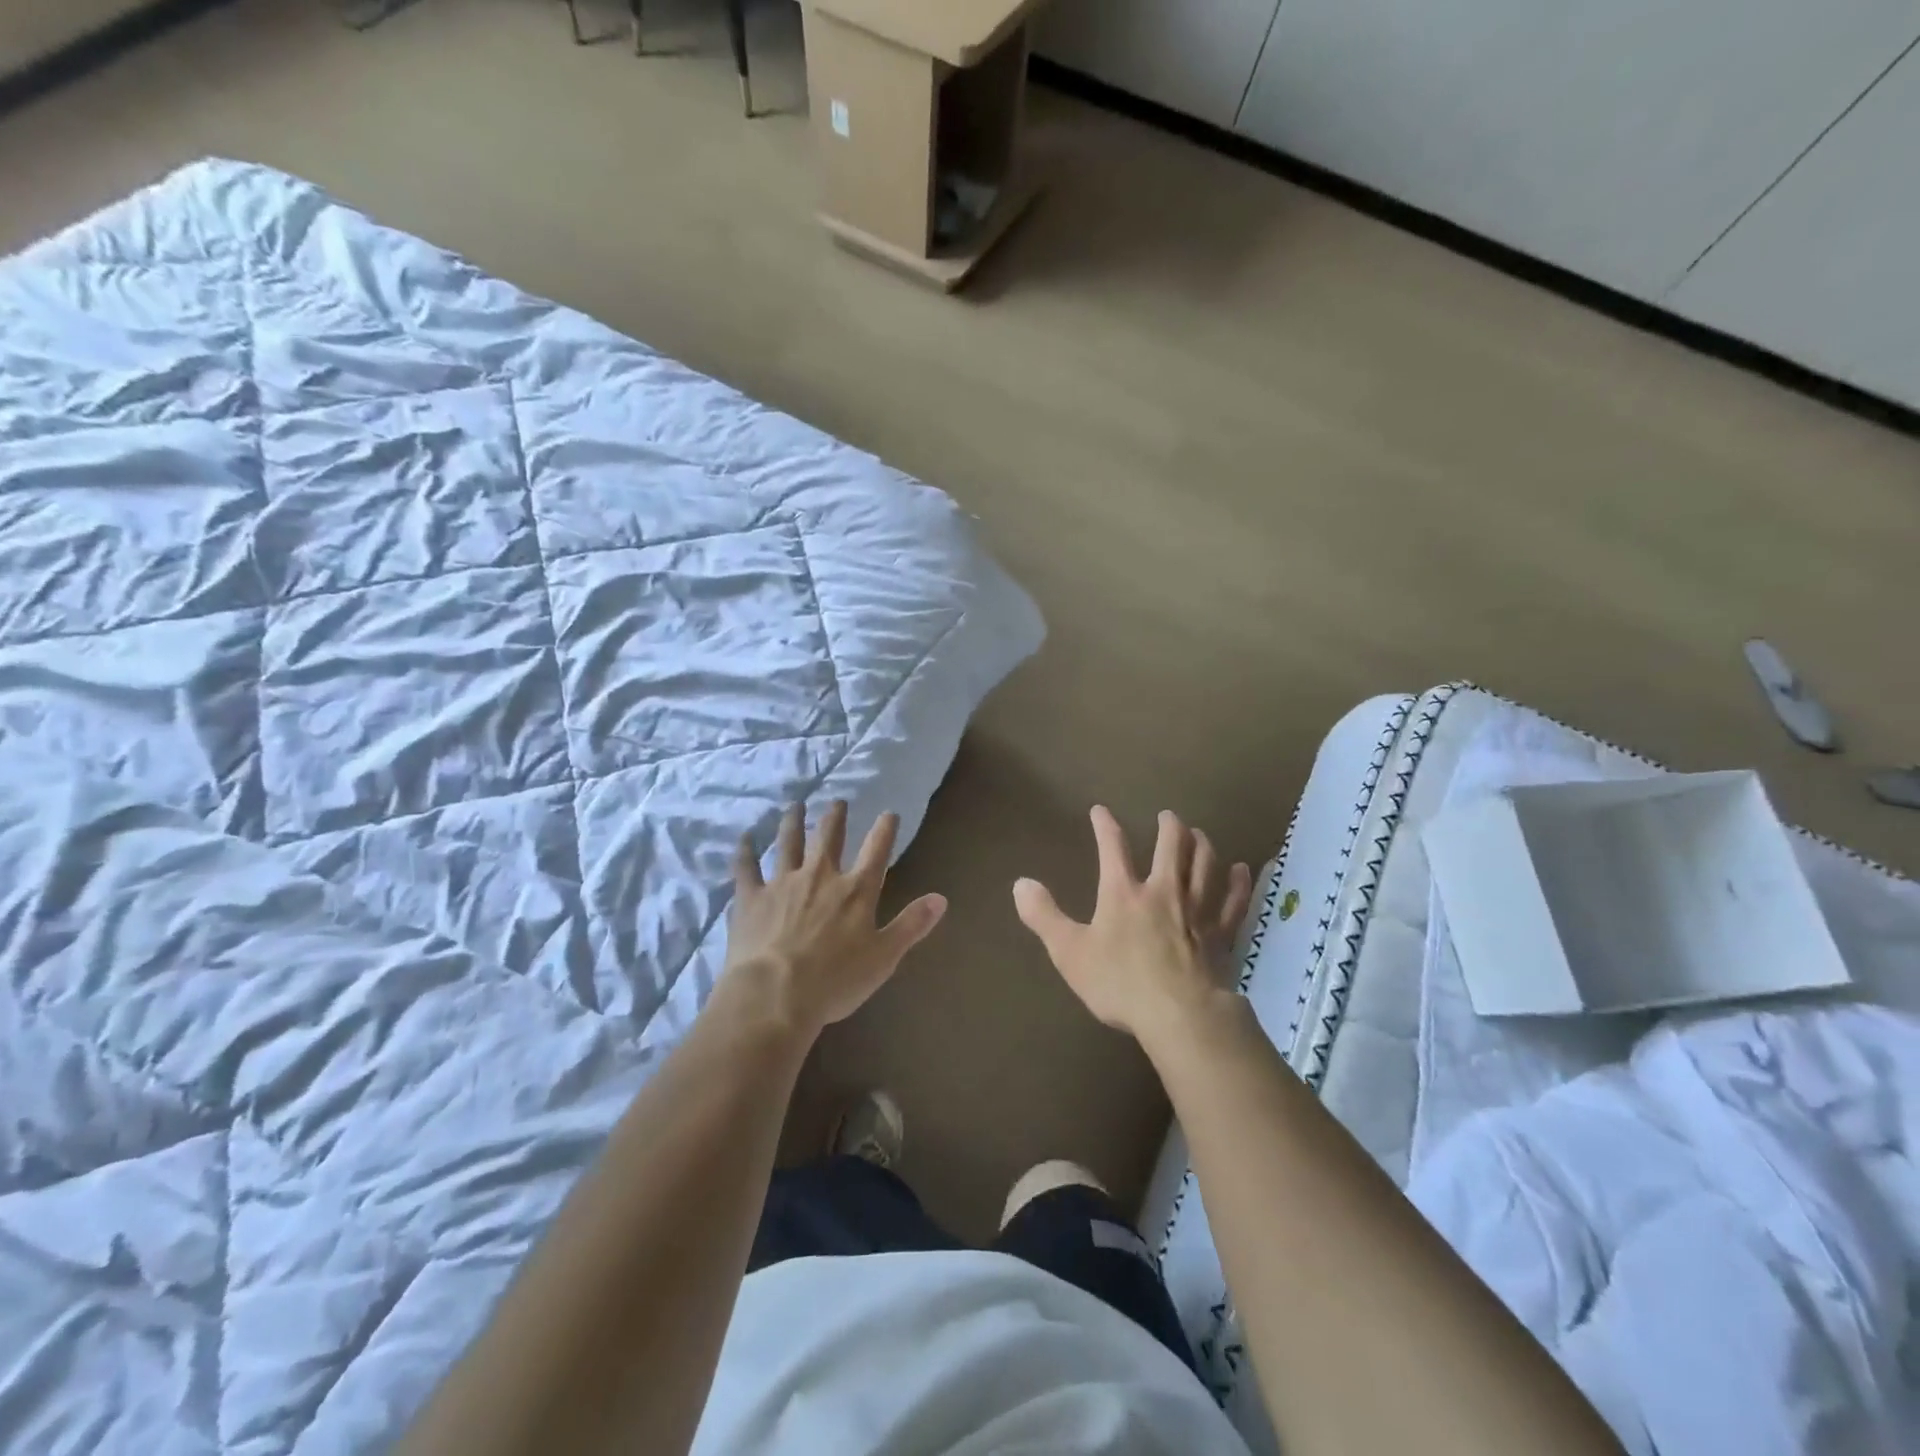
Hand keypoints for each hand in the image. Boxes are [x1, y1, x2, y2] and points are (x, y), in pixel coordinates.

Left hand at [720, 800, 946, 1039]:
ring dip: (793, 822)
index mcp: (856, 891)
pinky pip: (746, 867)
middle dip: (836, 817)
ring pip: (788, 843)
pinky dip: (745, 851)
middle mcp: (820, 877)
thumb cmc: (836, 980)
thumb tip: (941, 898)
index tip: (889, 813)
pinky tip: (744, 837)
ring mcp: (783, 883)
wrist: (775, 995)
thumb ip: (912, 925)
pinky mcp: (751, 897)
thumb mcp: (884, 957)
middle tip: (838, 801)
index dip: (884, 830)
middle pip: (829, 838)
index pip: (876, 851)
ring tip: (794, 806)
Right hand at [1013, 806, 1252, 1044]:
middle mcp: (1163, 891)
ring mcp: (1197, 910)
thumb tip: (1020, 882)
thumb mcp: (1069, 952)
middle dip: (1168, 828)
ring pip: (1205, 866)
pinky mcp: (1221, 933)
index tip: (1100, 810)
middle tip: (1167, 816)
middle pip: (1171, 847)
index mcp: (1123, 893)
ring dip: (1202, 845)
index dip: (1105, 826)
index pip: (1112, 848)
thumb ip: (1044, 916)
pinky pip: (1234, 900)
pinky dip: (1239, 883)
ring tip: (1199, 834)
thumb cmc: (1120, 983)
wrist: (1179, 1015)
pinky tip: (1242, 870)